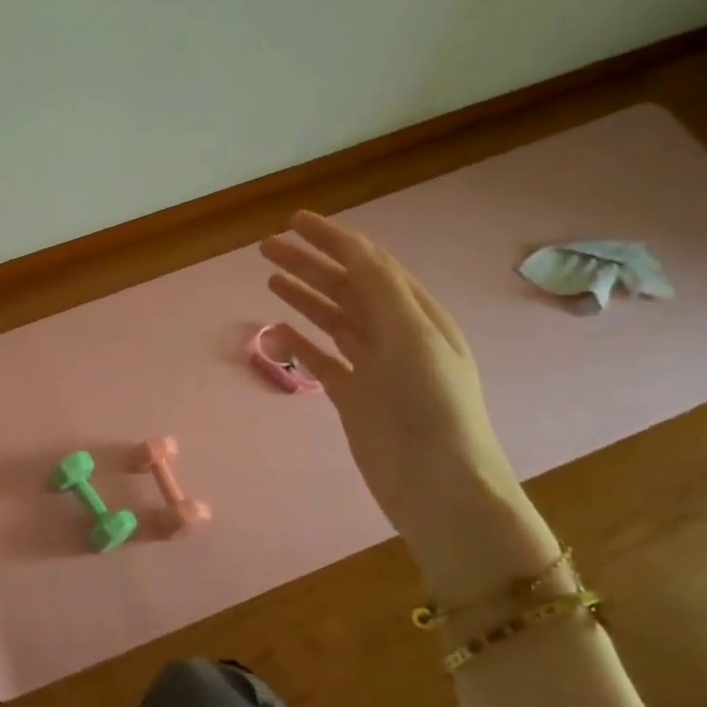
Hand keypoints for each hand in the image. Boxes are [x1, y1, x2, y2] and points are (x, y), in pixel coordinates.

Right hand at [260, 213, 557, 597]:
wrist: (438, 485)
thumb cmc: (431, 407)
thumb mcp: (412, 337)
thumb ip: (381, 290)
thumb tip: (351, 247)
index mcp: (416, 314)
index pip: (369, 263)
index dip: (333, 239)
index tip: (294, 221)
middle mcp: (394, 334)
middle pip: (345, 286)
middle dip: (309, 262)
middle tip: (267, 246)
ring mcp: (373, 367)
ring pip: (332, 319)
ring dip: (303, 295)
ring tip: (270, 276)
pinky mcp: (355, 397)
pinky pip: (323, 359)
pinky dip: (301, 343)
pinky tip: (279, 330)